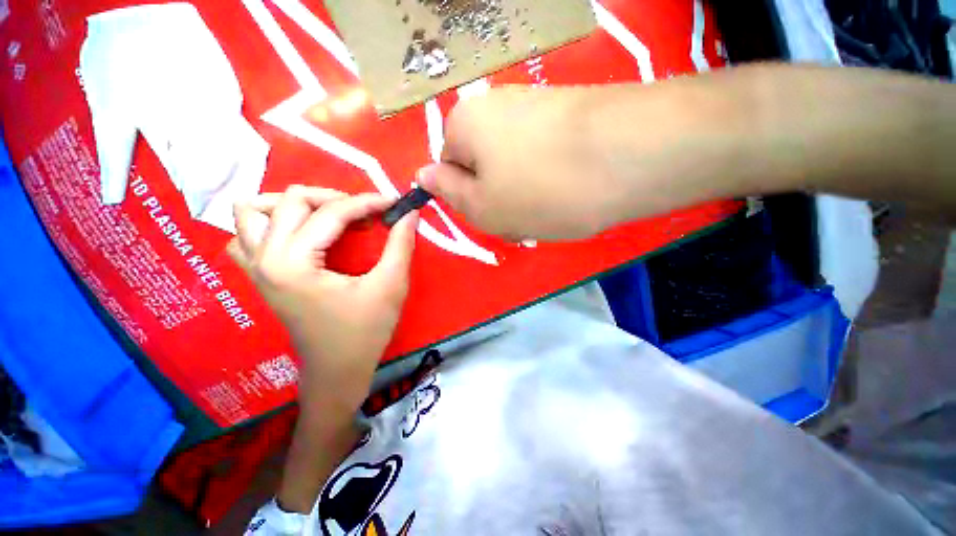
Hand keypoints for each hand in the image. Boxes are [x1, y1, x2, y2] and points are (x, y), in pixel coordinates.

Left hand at [228, 186, 418, 410]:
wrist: (338, 369)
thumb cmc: (366, 331)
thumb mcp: (390, 285)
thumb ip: (400, 244)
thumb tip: (409, 212)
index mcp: (295, 263)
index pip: (332, 212)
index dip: (368, 202)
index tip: (394, 202)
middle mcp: (265, 258)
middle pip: (290, 200)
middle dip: (335, 198)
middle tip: (365, 214)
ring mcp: (255, 267)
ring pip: (253, 211)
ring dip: (292, 204)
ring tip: (327, 216)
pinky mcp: (258, 276)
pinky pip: (246, 235)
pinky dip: (270, 223)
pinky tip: (299, 234)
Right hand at [418, 87, 613, 240]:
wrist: (627, 158)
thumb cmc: (539, 191)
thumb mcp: (481, 207)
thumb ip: (448, 191)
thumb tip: (423, 175)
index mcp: (465, 124)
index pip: (451, 167)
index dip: (470, 197)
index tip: (492, 216)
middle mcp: (496, 105)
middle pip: (486, 165)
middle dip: (499, 196)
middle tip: (521, 220)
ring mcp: (536, 106)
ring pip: (515, 165)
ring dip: (525, 193)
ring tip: (549, 210)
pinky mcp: (569, 115)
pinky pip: (543, 156)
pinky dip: (549, 179)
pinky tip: (569, 193)